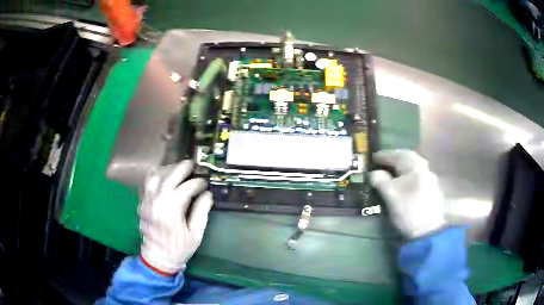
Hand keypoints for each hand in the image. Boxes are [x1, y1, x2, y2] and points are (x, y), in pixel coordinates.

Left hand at [139, 161, 212, 273]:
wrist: (157, 258)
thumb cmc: (179, 248)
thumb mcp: (195, 234)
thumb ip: (201, 212)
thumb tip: (208, 195)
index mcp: (171, 210)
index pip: (186, 188)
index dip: (198, 183)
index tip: (205, 183)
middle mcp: (157, 201)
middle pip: (169, 176)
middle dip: (182, 168)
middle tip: (192, 164)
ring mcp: (147, 201)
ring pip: (155, 176)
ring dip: (168, 169)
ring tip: (178, 168)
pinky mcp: (142, 203)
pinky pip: (147, 183)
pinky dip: (156, 175)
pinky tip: (163, 175)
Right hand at [369, 150, 445, 238]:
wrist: (429, 230)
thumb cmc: (408, 210)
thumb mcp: (391, 195)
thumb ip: (380, 180)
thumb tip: (373, 173)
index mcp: (414, 165)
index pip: (396, 154)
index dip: (383, 156)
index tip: (372, 158)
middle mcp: (424, 167)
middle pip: (407, 158)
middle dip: (394, 159)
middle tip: (382, 163)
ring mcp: (430, 178)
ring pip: (413, 167)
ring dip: (401, 167)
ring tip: (391, 172)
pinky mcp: (432, 189)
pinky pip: (417, 175)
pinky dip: (408, 175)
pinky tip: (404, 182)